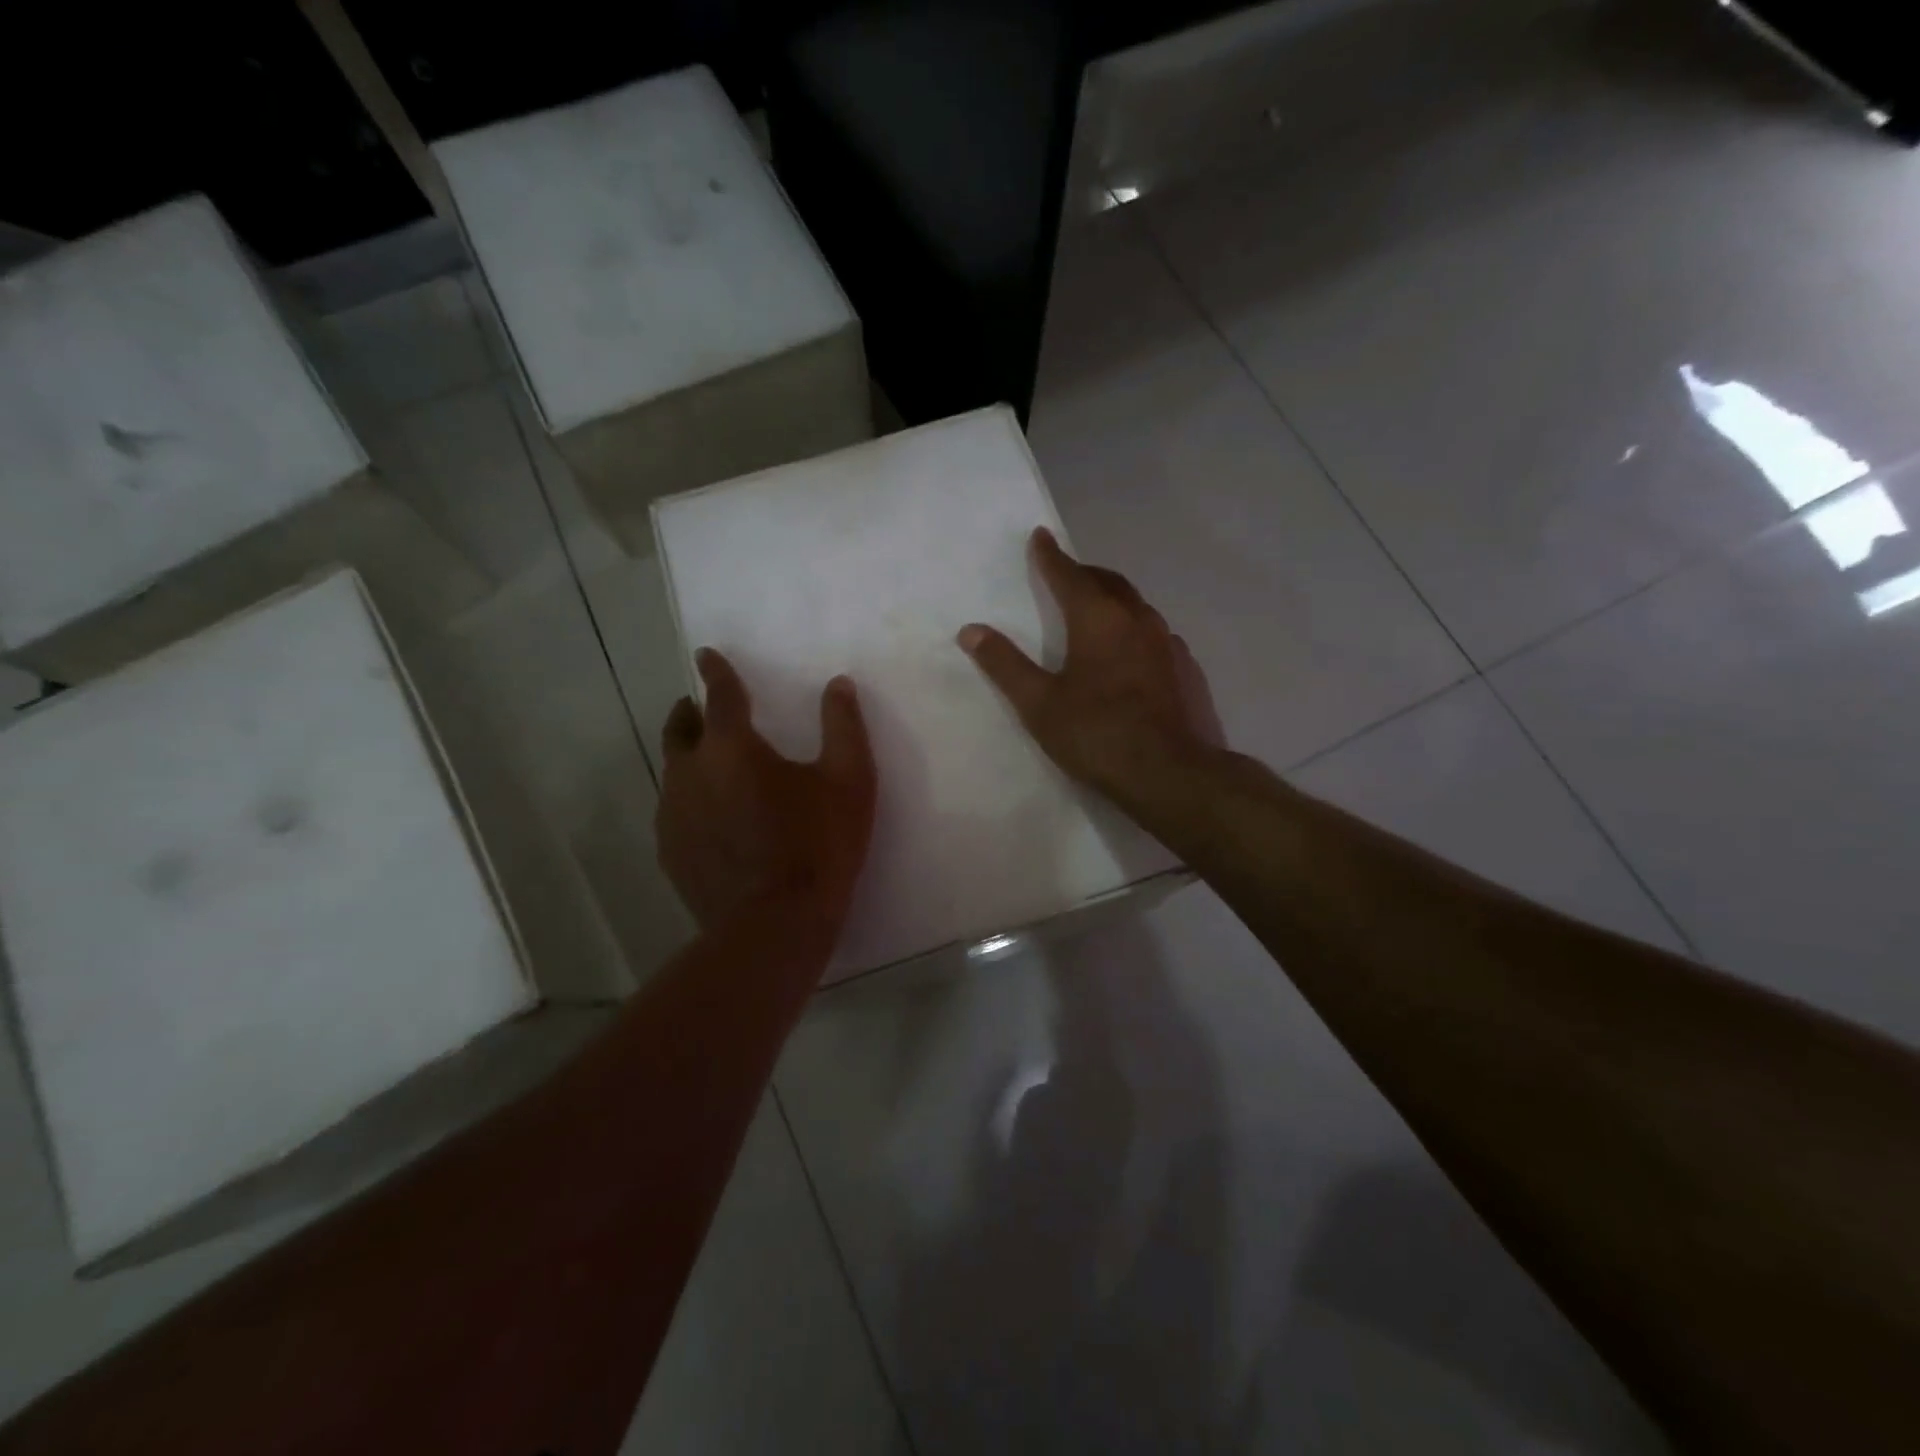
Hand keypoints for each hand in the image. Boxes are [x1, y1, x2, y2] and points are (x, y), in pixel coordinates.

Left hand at [657, 649, 876, 945]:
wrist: (775, 926)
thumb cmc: (817, 845)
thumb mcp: (850, 781)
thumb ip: (844, 726)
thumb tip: (839, 685)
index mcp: (731, 746)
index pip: (718, 693)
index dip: (715, 670)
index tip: (706, 654)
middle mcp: (690, 772)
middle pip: (679, 729)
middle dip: (690, 712)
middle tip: (704, 709)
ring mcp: (674, 815)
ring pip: (674, 772)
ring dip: (690, 758)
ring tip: (713, 766)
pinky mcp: (671, 852)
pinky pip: (675, 811)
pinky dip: (691, 800)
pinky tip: (712, 818)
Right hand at [958, 528, 1223, 810]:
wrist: (1168, 773)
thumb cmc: (1096, 734)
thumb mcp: (1039, 703)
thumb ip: (1005, 664)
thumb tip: (971, 630)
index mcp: (1098, 619)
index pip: (1069, 574)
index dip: (1050, 556)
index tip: (1040, 536)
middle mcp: (1137, 619)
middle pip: (1108, 582)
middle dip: (1084, 573)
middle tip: (1066, 573)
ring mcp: (1167, 643)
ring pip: (1136, 606)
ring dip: (1112, 599)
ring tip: (1095, 609)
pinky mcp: (1184, 669)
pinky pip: (1155, 634)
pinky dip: (1134, 629)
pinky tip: (1130, 652)